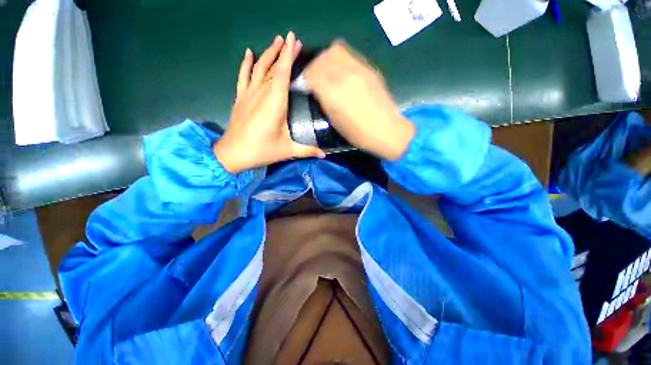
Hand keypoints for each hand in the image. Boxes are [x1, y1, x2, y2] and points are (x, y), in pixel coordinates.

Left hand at [213, 32, 324, 173]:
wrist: (233, 154)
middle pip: (273, 67)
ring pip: (259, 68)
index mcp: (275, 102)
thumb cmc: (263, 151)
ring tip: (276, 41)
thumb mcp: (288, 150)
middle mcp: (262, 93)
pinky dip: (246, 64)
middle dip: (283, 52)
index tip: (293, 38)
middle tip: (292, 40)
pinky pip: (243, 76)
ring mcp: (249, 94)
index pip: (283, 73)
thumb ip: (308, 150)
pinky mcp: (240, 98)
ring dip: (268, 54)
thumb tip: (324, 155)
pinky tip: (248, 53)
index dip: (288, 55)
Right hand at [304, 41, 414, 160]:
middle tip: (316, 76)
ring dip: (327, 58)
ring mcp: (359, 69)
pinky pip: (349, 55)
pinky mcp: (369, 68)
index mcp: (333, 93)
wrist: (386, 130)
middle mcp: (344, 76)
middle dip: (315, 65)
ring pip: (335, 49)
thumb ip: (324, 100)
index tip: (307, 84)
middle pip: (322, 57)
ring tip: (329, 71)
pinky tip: (343, 72)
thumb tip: (317, 87)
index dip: (306, 77)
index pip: (311, 72)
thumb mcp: (335, 120)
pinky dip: (340, 59)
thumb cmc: (358, 133)